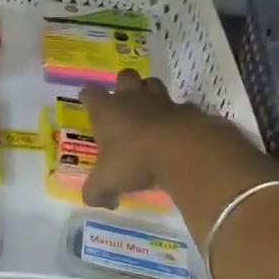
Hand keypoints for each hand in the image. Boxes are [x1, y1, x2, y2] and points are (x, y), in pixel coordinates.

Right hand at [78, 70, 252, 209]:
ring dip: (150, 93)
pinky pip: (182, 107)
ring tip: (151, 112)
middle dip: (123, 86)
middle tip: (124, 104)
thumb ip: (96, 192)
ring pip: (153, 84)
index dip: (89, 97)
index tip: (89, 104)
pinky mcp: (189, 110)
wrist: (183, 151)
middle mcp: (132, 99)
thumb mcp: (106, 183)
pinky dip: (179, 115)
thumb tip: (97, 201)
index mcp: (106, 110)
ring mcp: (162, 101)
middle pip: (125, 77)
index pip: (90, 92)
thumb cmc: (135, 161)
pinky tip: (179, 130)